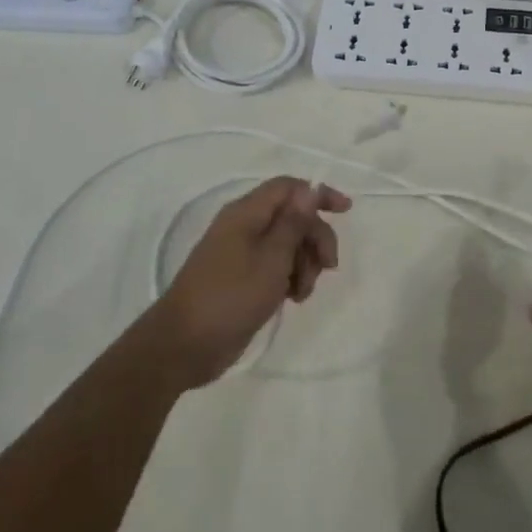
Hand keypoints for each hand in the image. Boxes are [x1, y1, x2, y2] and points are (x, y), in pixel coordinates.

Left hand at [141, 177, 351, 388]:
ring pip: (287, 244)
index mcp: (246, 213)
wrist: (185, 345)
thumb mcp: (271, 258)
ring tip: (302, 292)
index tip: (346, 211)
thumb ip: (293, 223)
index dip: (318, 194)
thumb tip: (310, 188)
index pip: (289, 187)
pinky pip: (275, 266)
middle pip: (292, 216)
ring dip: (305, 263)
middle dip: (315, 238)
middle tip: (328, 266)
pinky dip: (290, 278)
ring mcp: (242, 253)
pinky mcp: (243, 278)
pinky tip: (292, 299)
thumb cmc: (231, 297)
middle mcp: (244, 227)